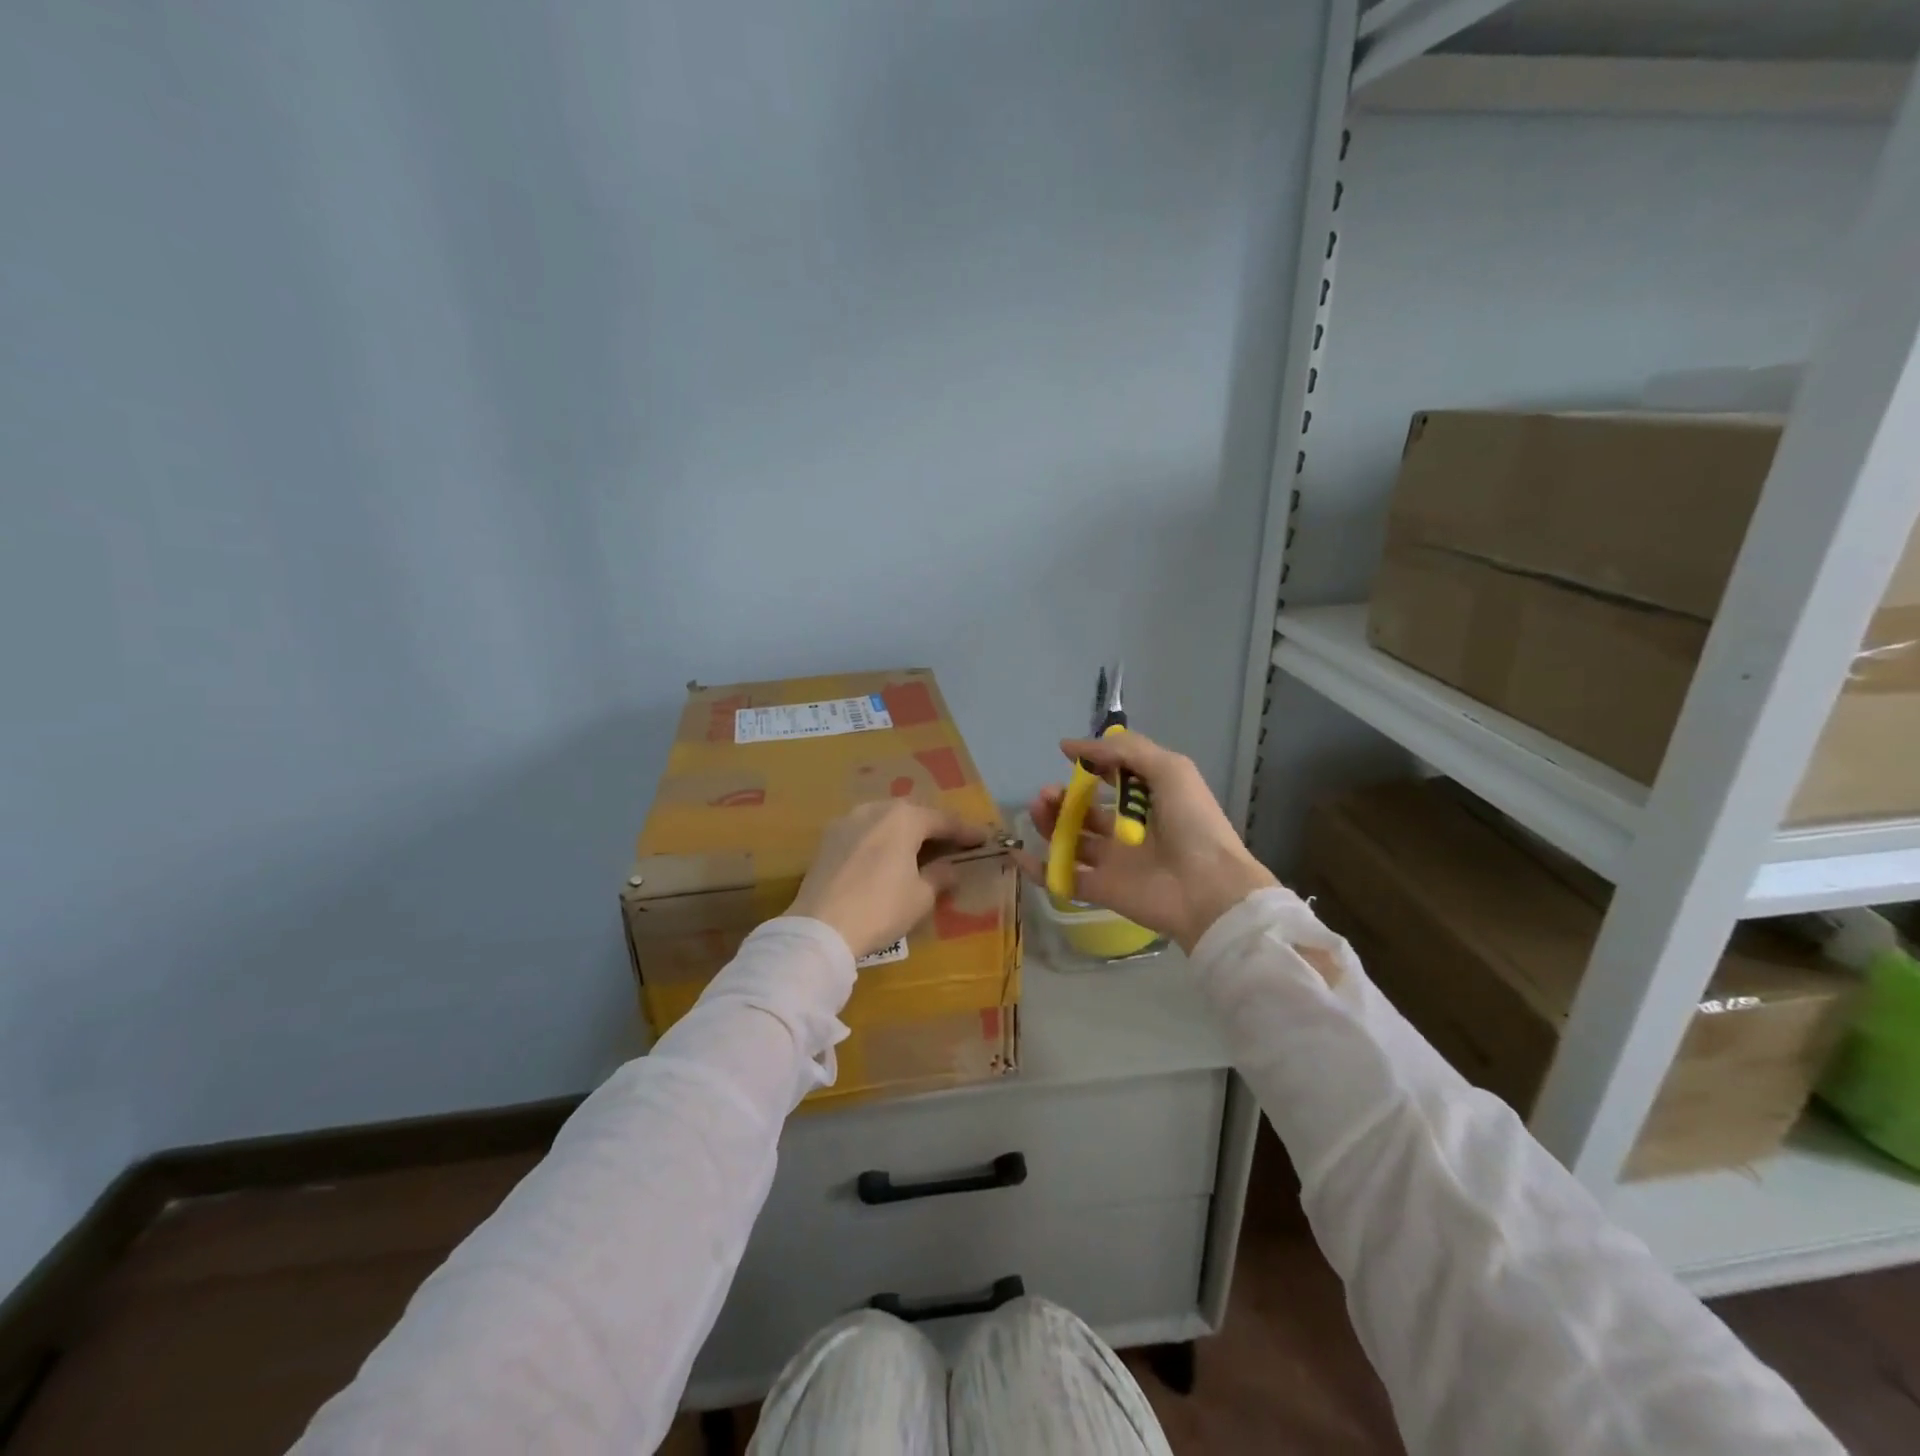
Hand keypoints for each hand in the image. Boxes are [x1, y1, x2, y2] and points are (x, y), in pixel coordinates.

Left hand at [790, 801, 988, 959]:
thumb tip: (949, 868)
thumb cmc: (880, 908)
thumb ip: (940, 876)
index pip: (944, 820)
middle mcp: (874, 809)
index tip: (983, 838)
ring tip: (919, 847)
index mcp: (904, 817)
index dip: (966, 831)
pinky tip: (887, 856)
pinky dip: (881, 840)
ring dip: (904, 831)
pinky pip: (864, 832)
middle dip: (933, 826)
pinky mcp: (827, 840)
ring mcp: (846, 821)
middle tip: (952, 841)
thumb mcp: (921, 897)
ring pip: (885, 820)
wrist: (820, 928)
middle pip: (912, 813)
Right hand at [1011, 732, 1278, 951]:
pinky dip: (1038, 868)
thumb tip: (1071, 746)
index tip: (1068, 755)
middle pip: (1085, 810)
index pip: (1114, 777)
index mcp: (1149, 799)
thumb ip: (1124, 751)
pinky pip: (1063, 878)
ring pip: (1071, 839)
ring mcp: (1113, 861)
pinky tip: (1019, 852)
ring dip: (1049, 822)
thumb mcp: (1169, 769)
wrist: (1207, 888)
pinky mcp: (1101, 889)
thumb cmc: (1192, 823)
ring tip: (1039, 808)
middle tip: (1048, 792)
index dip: (1092, 764)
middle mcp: (1129, 828)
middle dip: (1063, 797)